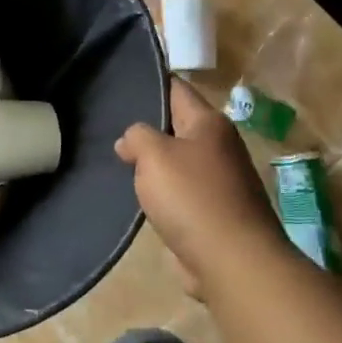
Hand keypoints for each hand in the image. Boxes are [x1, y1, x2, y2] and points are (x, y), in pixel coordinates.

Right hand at [116, 79, 290, 292]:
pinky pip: (181, 192)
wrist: (232, 261)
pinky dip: (162, 192)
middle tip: (109, 125)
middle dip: (147, 127)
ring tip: (117, 162)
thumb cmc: (192, 197)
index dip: (150, 83)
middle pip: (177, 125)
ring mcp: (220, 181)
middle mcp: (219, 146)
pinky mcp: (215, 212)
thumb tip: (131, 141)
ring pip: (177, 161)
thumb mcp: (154, 155)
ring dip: (153, 164)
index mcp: (209, 123)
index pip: (177, 89)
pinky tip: (139, 196)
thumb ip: (137, 136)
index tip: (121, 82)